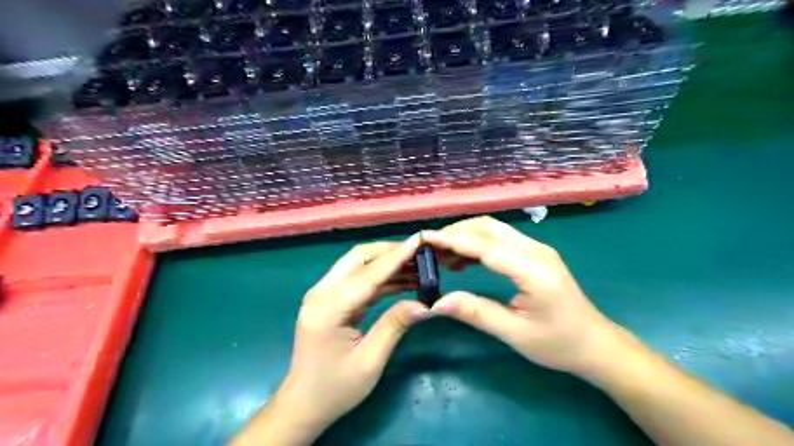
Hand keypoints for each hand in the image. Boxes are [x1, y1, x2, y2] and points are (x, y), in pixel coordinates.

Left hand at [265, 236, 430, 440]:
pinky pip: (356, 279)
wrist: (303, 404)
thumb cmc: (335, 388)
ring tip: (417, 265)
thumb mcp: (370, 360)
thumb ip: (395, 325)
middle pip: (358, 258)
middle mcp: (321, 293)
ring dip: (386, 262)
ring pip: (357, 264)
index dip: (395, 256)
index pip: (367, 274)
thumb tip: (425, 303)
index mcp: (328, 308)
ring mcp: (322, 294)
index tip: (418, 240)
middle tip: (420, 252)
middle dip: (390, 251)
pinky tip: (401, 280)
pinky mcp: (329, 299)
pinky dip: (379, 276)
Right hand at [422, 215, 625, 376]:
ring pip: (494, 229)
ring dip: (465, 235)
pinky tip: (463, 259)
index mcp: (532, 269)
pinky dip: (477, 242)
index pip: (484, 245)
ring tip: (440, 253)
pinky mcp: (535, 253)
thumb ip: (476, 313)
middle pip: (488, 227)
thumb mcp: (515, 334)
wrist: (595, 343)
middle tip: (428, 247)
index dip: (452, 239)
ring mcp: (537, 248)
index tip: (424, 238)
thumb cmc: (558, 343)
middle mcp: (535, 250)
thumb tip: (437, 302)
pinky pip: (501, 238)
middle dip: (455, 232)